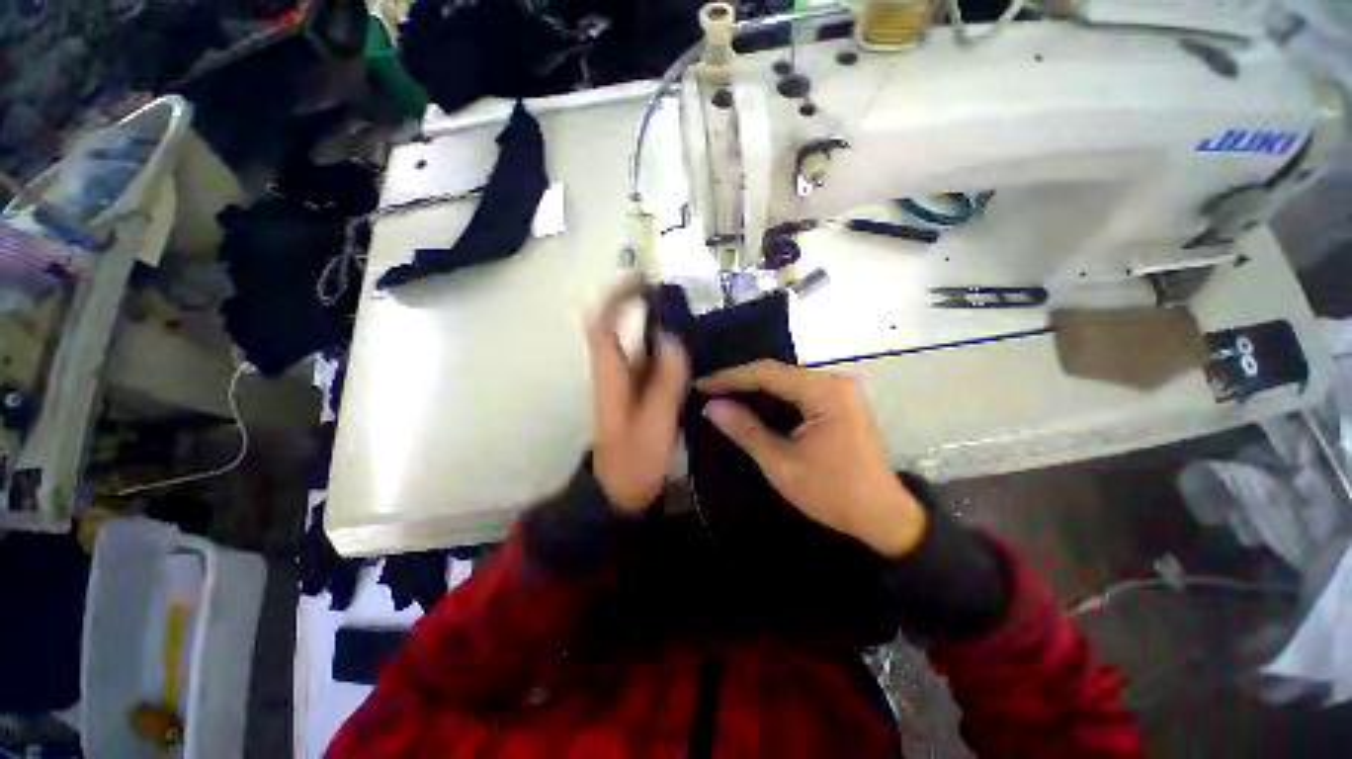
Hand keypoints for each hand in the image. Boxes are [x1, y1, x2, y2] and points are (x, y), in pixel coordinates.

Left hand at [587, 274, 689, 512]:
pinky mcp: (635, 397)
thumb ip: (665, 382)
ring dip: (650, 325)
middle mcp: (612, 374)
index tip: (639, 278)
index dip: (616, 299)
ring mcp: (623, 386)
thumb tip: (672, 338)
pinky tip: (685, 350)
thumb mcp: (654, 424)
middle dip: (635, 305)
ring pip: (633, 345)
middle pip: (616, 329)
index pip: (603, 327)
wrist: (619, 494)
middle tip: (669, 292)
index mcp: (610, 377)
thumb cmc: (634, 461)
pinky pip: (646, 363)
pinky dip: (660, 349)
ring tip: (683, 315)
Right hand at [697, 361, 925, 557]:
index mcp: (824, 392)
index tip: (701, 385)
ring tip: (722, 397)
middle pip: (776, 372)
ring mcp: (837, 390)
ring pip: (785, 381)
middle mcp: (832, 381)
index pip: (766, 373)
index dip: (730, 377)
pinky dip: (771, 398)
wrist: (884, 516)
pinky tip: (751, 405)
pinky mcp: (837, 402)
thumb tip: (712, 407)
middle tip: (708, 392)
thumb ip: (745, 430)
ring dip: (754, 389)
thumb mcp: (781, 464)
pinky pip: (796, 392)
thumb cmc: (833, 493)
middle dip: (740, 382)